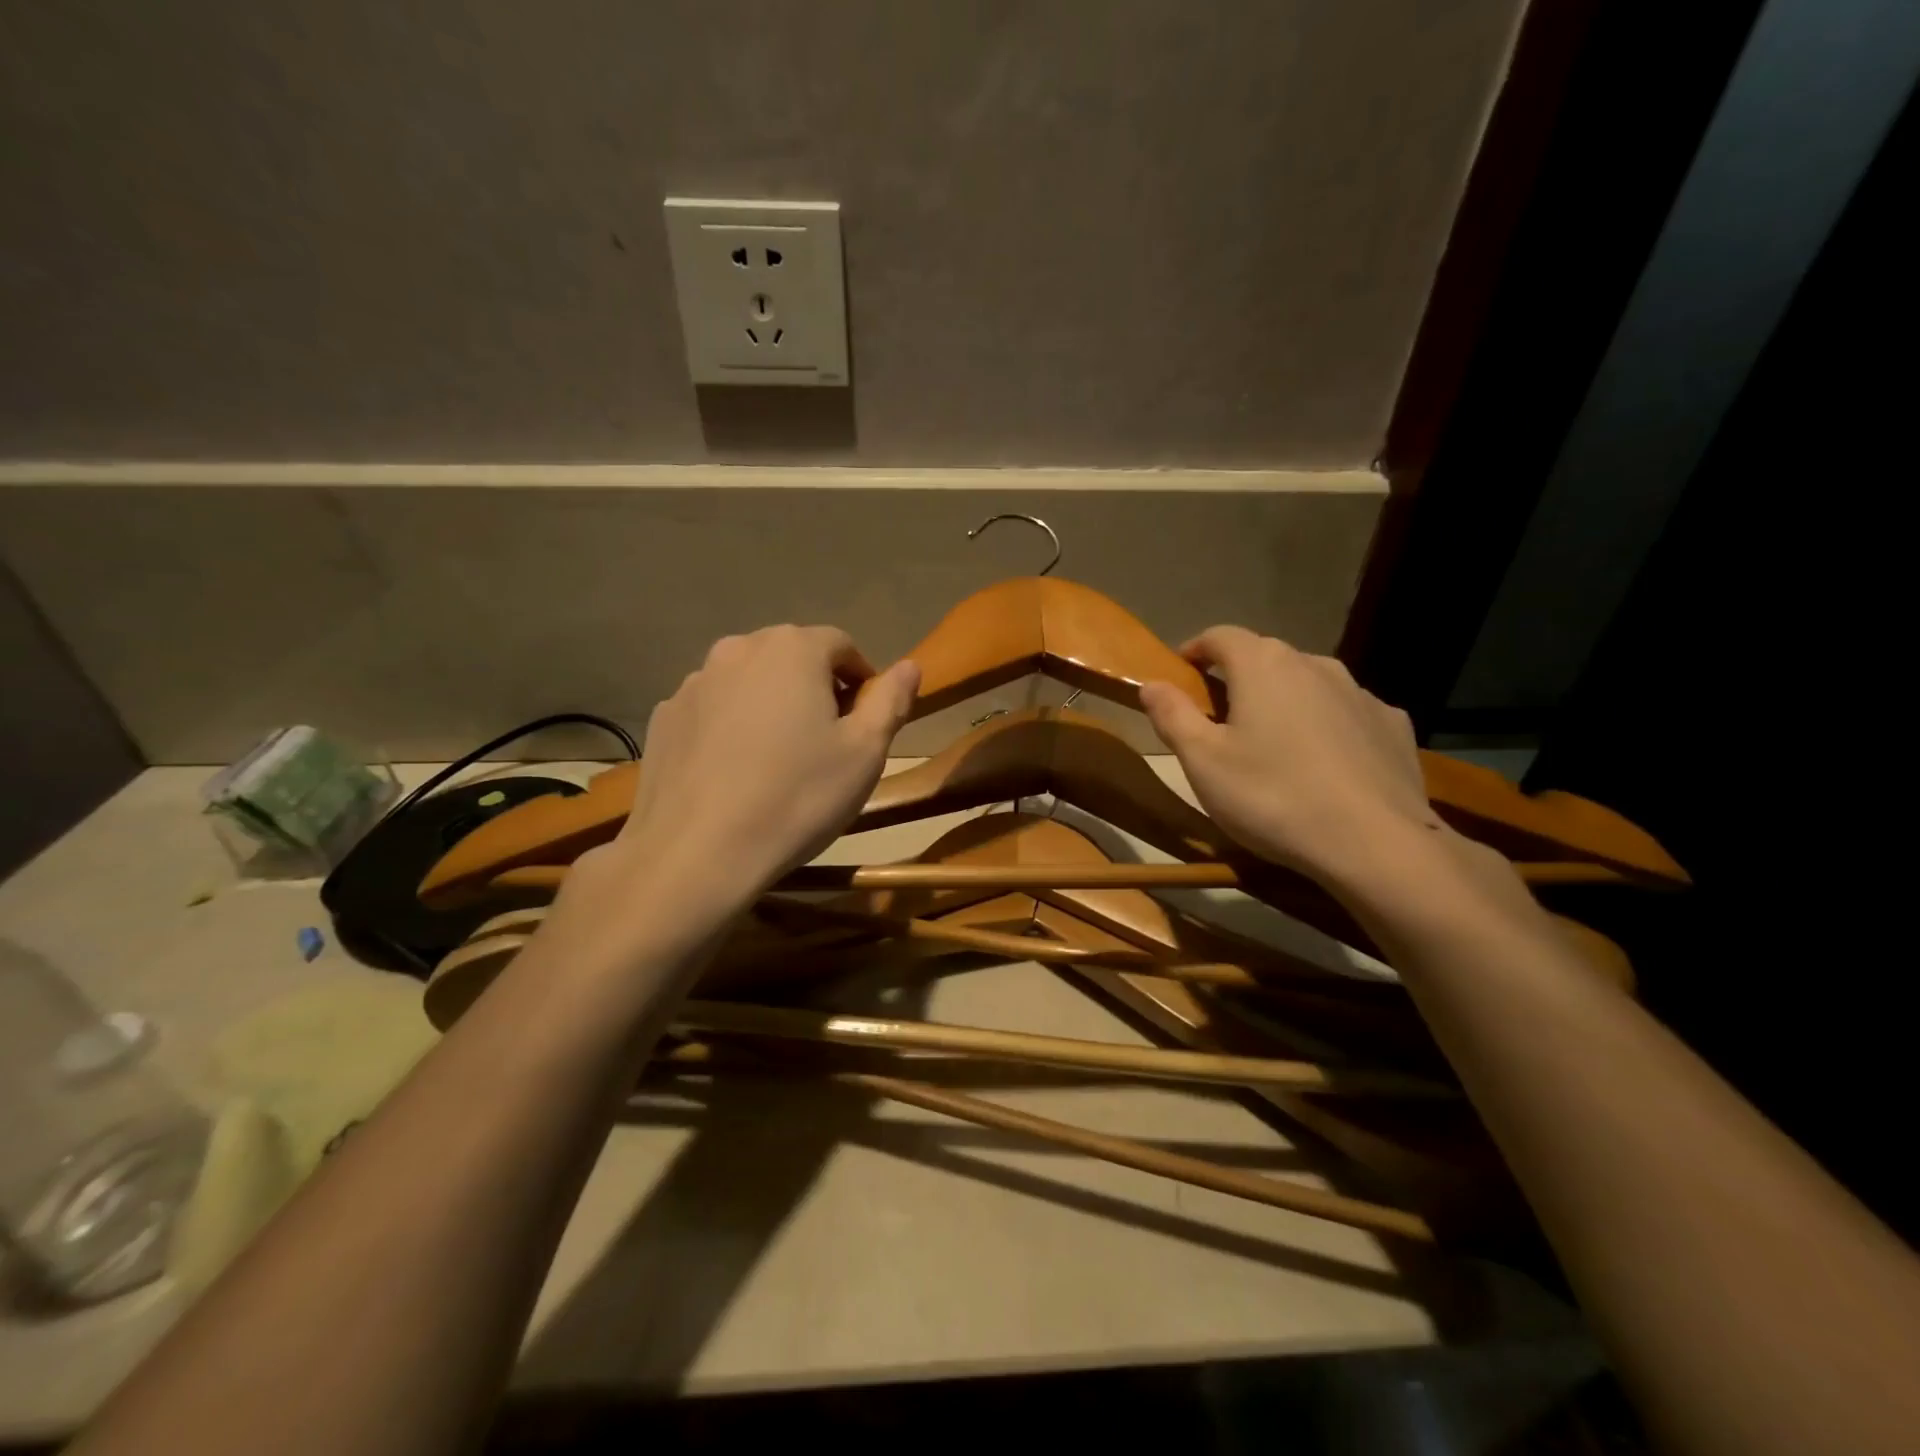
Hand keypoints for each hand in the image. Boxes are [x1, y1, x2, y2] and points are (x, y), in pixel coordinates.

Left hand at [607, 625, 918, 908]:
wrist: (697, 852)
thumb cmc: (797, 797)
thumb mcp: (865, 753)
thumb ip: (891, 700)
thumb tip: (909, 666)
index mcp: (793, 649)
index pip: (840, 644)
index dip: (860, 679)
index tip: (865, 720)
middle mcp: (738, 650)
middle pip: (791, 656)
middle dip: (816, 687)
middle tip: (826, 740)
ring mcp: (694, 683)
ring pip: (749, 681)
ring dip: (771, 703)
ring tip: (778, 758)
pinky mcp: (663, 718)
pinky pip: (713, 709)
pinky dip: (731, 726)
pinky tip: (735, 771)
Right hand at [1138, 626, 1441, 888]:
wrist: (1376, 844)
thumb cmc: (1273, 797)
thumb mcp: (1203, 762)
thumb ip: (1172, 716)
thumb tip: (1151, 684)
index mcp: (1263, 666)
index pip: (1220, 636)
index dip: (1195, 649)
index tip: (1180, 672)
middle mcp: (1314, 664)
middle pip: (1266, 658)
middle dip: (1238, 679)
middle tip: (1220, 718)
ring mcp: (1360, 693)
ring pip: (1308, 685)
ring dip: (1284, 701)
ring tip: (1273, 744)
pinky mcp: (1393, 725)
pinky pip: (1346, 714)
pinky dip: (1326, 726)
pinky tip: (1324, 765)